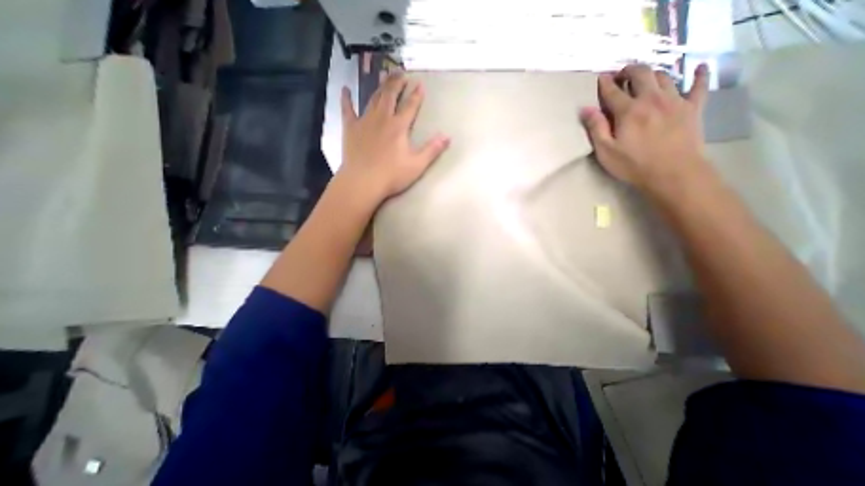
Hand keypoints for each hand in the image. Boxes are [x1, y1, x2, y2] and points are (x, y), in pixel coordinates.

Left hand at [335, 72, 450, 205]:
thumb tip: (447, 136)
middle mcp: (382, 118)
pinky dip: (346, 99)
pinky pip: (347, 109)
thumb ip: (432, 150)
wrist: (363, 181)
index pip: (410, 106)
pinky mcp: (350, 128)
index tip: (420, 84)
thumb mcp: (417, 165)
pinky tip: (345, 89)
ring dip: (380, 87)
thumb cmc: (391, 175)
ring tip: (384, 76)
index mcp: (399, 127)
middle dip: (397, 83)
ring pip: (373, 98)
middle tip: (401, 72)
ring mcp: (364, 121)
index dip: (416, 95)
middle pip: (390, 96)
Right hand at [585, 63, 713, 193]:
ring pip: (664, 77)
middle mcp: (652, 99)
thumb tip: (585, 109)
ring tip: (645, 78)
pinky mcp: (693, 108)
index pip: (613, 91)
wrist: (672, 173)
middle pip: (641, 74)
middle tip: (622, 75)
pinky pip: (699, 85)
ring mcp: (675, 101)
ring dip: (652, 74)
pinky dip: (699, 75)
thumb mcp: (606, 151)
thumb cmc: (633, 165)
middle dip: (630, 71)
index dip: (605, 83)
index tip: (601, 78)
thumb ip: (595, 128)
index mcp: (628, 111)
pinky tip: (699, 68)